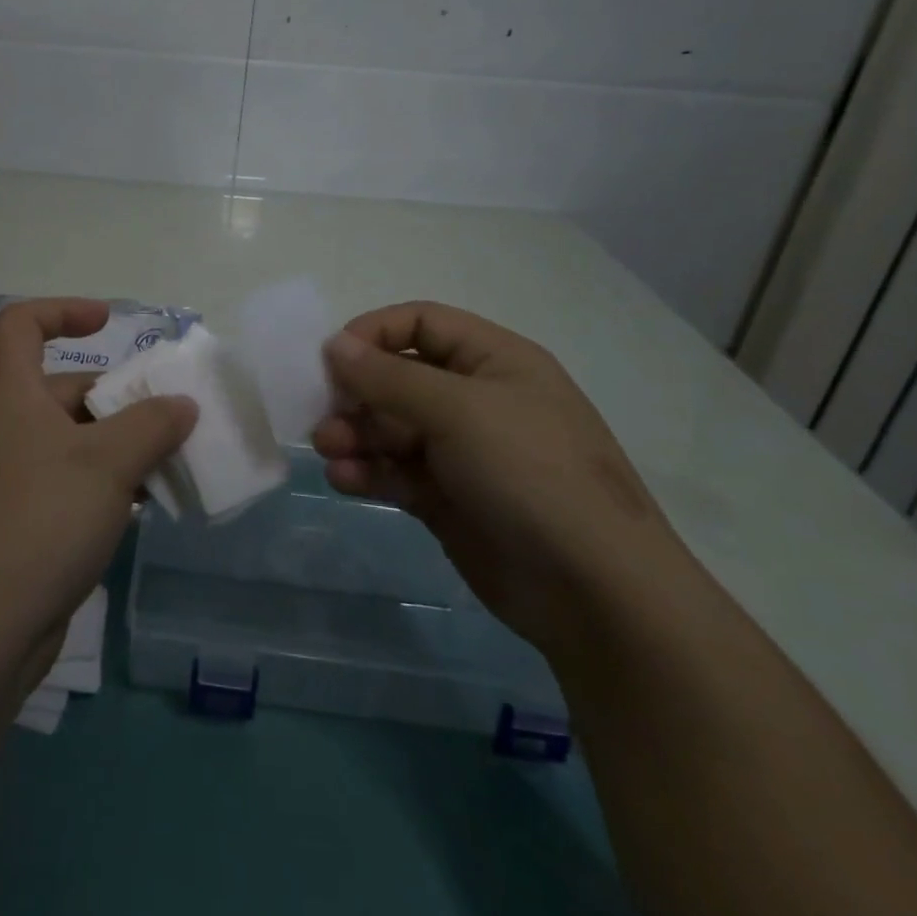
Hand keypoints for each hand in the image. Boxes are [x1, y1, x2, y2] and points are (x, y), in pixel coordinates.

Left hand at [0, 299, 196, 655]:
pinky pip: (61, 482)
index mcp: (8, 395)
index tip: (108, 323)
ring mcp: (2, 478)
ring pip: (66, 441)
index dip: (63, 311)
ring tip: (164, 464)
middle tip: (166, 418)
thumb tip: (181, 404)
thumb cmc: (41, 519)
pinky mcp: (10, 522)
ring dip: (113, 446)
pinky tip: (136, 507)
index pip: (21, 325)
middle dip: (114, 397)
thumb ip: (152, 424)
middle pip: (58, 388)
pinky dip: (98, 484)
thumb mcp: (109, 462)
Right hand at [314, 301, 690, 657]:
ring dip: (356, 434)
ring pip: (391, 428)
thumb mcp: (458, 411)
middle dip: (357, 393)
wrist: (594, 591)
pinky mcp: (448, 499)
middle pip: (399, 378)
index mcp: (494, 361)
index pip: (422, 324)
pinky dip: (368, 472)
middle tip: (322, 415)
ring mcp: (462, 453)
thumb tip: (334, 344)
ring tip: (329, 450)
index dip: (374, 333)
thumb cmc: (530, 473)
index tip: (331, 358)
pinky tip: (345, 481)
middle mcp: (476, 400)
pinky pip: (396, 472)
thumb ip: (390, 376)